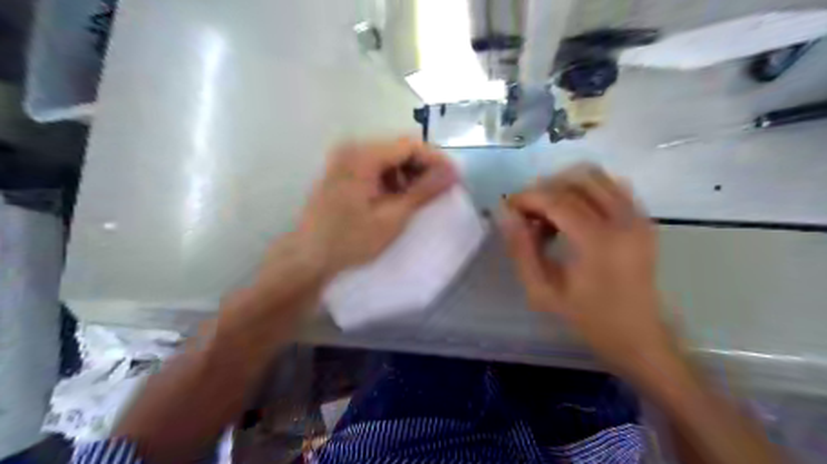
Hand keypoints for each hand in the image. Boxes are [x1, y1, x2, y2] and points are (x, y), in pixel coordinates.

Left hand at [292, 136, 457, 277]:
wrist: (308, 258)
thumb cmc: (350, 241)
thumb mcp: (392, 218)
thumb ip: (424, 191)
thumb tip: (453, 173)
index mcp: (362, 156)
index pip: (409, 145)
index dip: (436, 159)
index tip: (454, 178)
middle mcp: (352, 148)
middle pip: (398, 148)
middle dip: (422, 167)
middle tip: (440, 190)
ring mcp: (344, 159)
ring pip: (388, 157)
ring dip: (408, 174)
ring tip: (419, 198)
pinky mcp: (342, 171)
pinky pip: (375, 167)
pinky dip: (392, 179)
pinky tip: (397, 199)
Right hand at [497, 165, 671, 377]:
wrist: (639, 336)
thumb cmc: (588, 318)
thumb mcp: (543, 291)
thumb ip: (521, 249)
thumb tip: (505, 214)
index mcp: (598, 241)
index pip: (556, 199)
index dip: (527, 197)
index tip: (508, 207)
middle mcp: (622, 220)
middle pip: (576, 180)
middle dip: (544, 189)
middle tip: (527, 214)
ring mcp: (637, 216)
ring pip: (595, 176)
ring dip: (564, 187)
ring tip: (549, 214)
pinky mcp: (643, 218)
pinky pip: (611, 186)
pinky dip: (586, 190)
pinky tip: (573, 214)